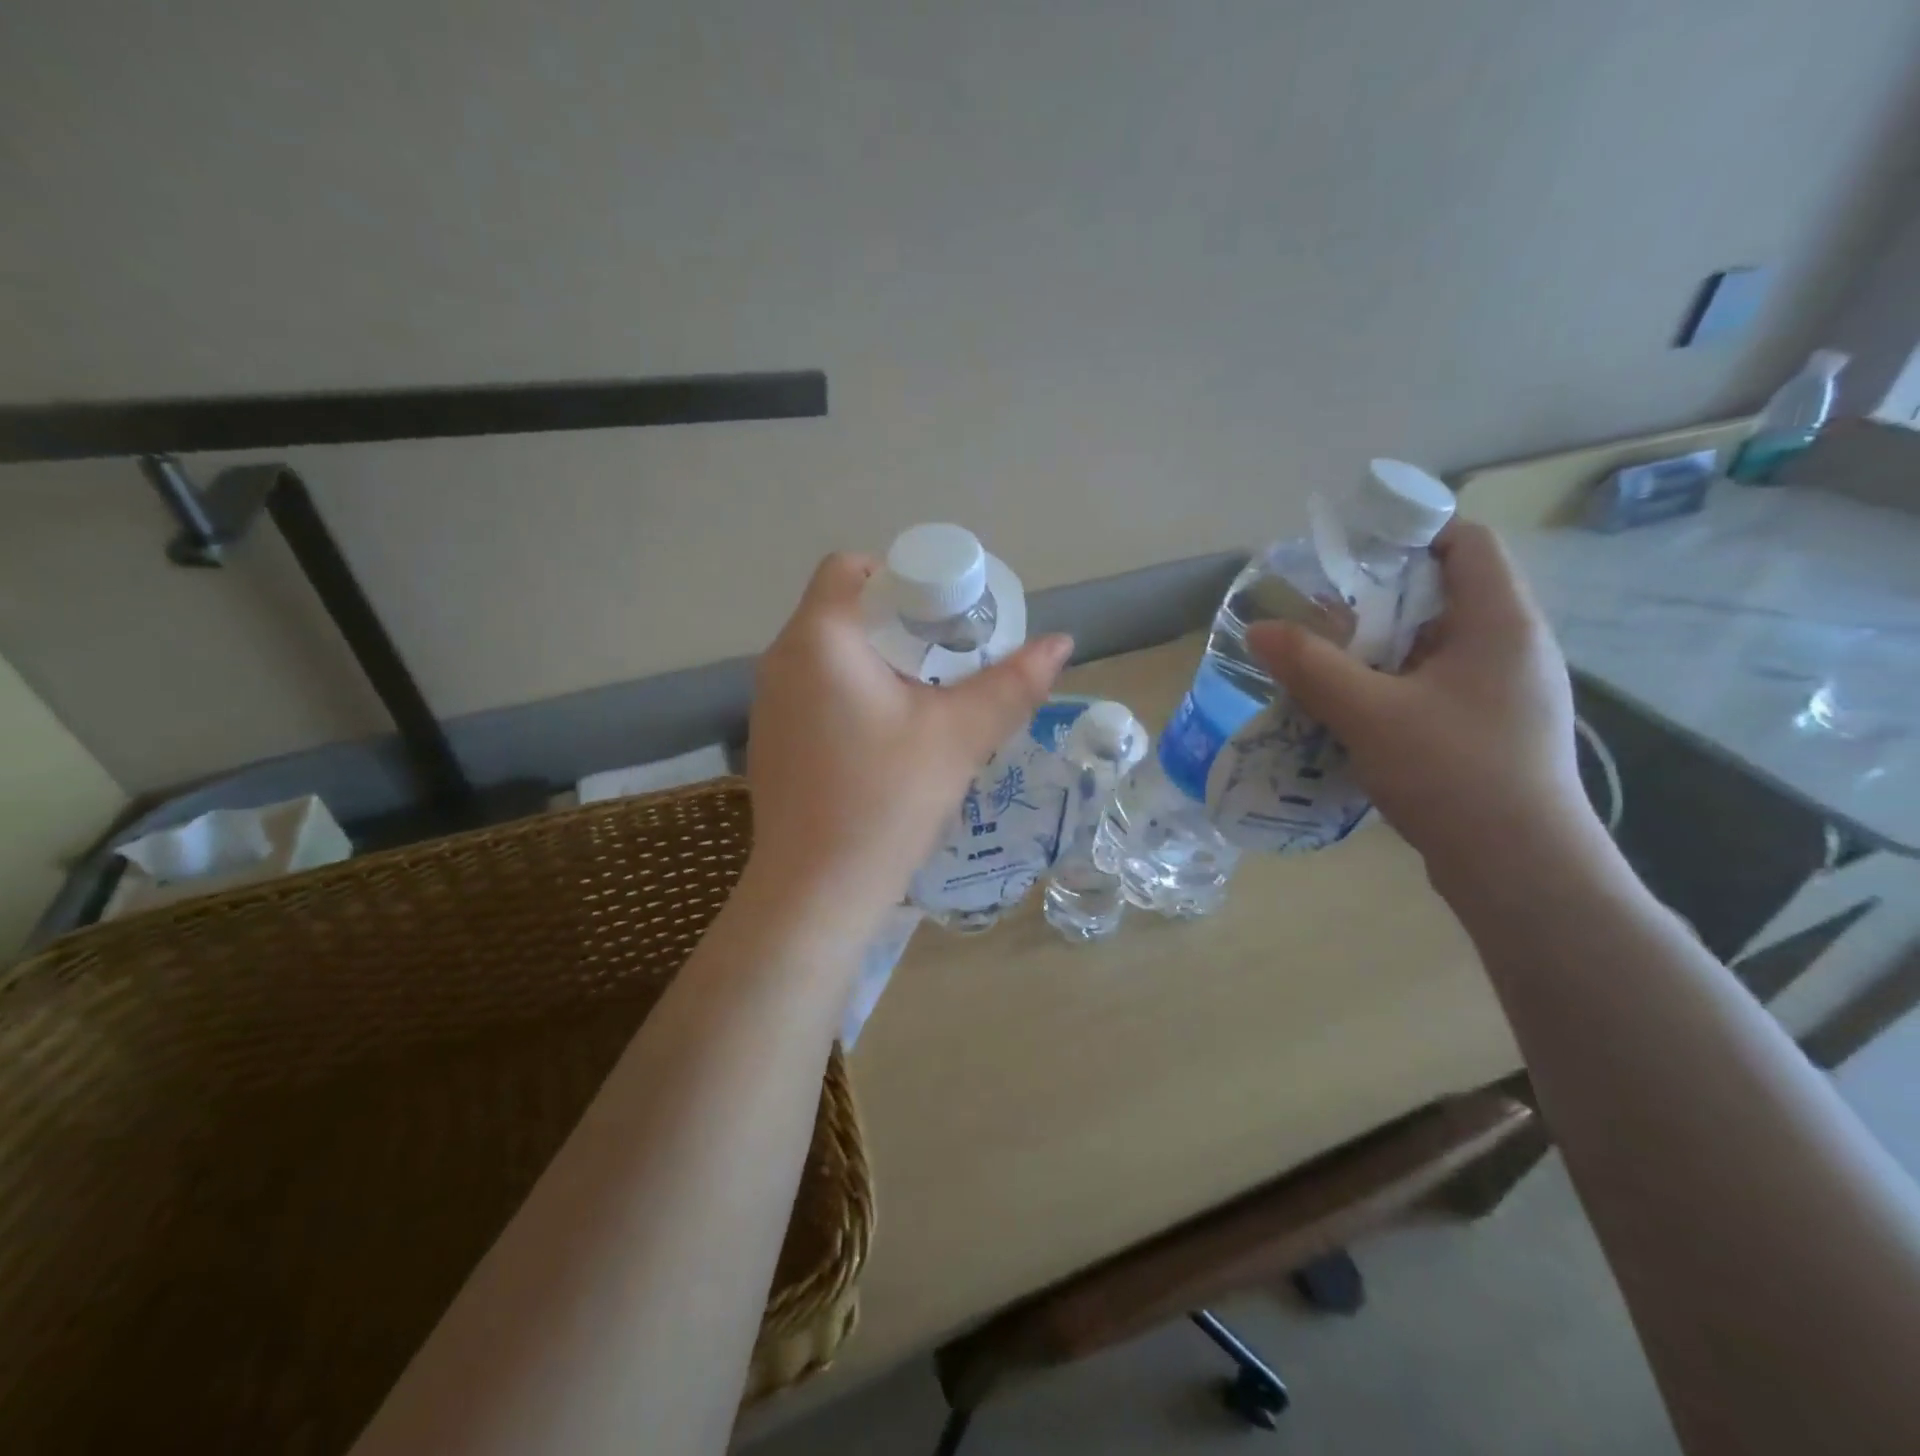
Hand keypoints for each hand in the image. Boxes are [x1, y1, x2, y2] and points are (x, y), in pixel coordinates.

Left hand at [744, 553, 1073, 926]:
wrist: (815, 894)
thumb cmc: (886, 801)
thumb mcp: (960, 736)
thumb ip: (1012, 683)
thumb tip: (1062, 641)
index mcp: (819, 638)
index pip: (853, 568)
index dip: (904, 579)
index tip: (946, 617)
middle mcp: (780, 659)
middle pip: (844, 610)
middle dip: (900, 625)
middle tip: (950, 659)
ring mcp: (767, 703)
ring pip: (830, 654)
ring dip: (878, 662)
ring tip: (927, 700)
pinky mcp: (770, 740)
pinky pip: (815, 691)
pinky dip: (853, 694)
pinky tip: (887, 739)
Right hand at [1246, 521, 1591, 875]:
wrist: (1520, 869)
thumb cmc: (1454, 773)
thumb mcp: (1369, 713)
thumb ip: (1310, 666)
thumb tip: (1257, 629)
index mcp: (1500, 623)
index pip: (1466, 543)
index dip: (1412, 531)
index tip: (1351, 548)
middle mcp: (1511, 648)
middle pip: (1442, 595)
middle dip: (1376, 599)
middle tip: (1317, 612)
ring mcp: (1504, 693)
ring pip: (1433, 647)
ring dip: (1377, 649)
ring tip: (1322, 661)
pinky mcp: (1490, 730)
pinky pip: (1434, 687)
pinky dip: (1390, 686)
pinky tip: (1350, 710)